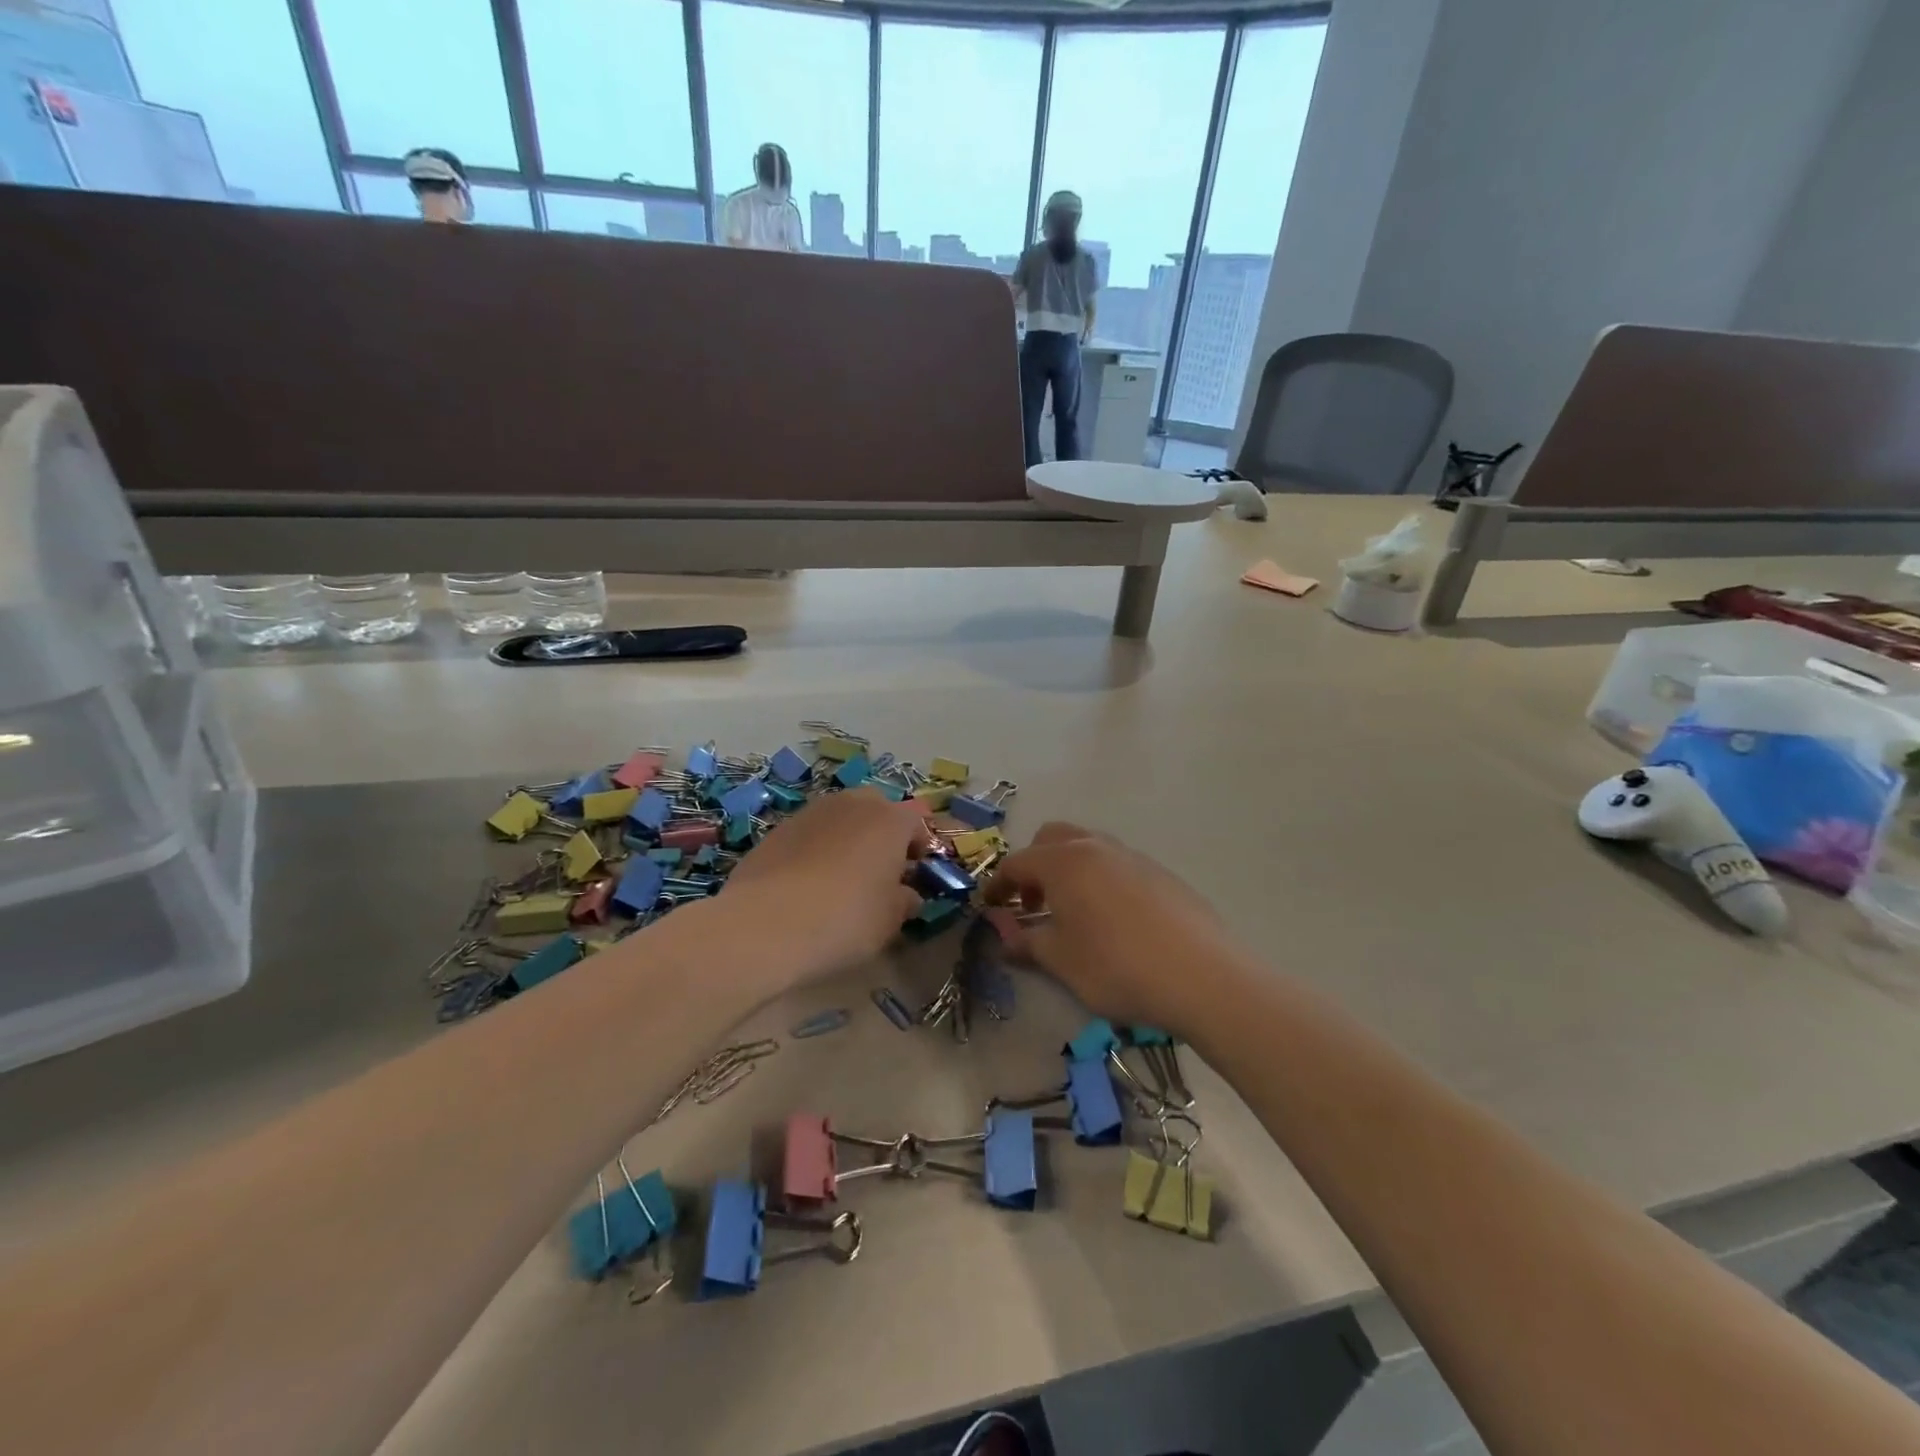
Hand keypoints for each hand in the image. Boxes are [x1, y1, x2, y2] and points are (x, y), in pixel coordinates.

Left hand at [721, 787, 931, 982]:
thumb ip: (904, 901)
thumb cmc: (846, 919)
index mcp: (889, 820)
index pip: (916, 821)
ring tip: (842, 877)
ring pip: (840, 818)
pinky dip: (815, 850)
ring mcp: (811, 813)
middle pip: (876, 809)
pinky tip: (807, 884)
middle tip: (880, 870)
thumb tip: (906, 895)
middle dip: (882, 832)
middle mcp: (852, 804)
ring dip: (847, 838)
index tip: (914, 873)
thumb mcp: (890, 920)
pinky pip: (809, 834)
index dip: (918, 845)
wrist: (765, 924)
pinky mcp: (777, 830)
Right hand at [984, 823, 1249, 1037]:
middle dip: (1034, 866)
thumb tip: (1003, 932)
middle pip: (1052, 839)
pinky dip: (1099, 879)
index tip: (989, 908)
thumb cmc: (1117, 967)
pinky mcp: (1161, 873)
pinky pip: (1117, 864)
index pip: (1017, 863)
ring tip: (1071, 912)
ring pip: (1088, 847)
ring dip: (1068, 870)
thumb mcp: (1061, 960)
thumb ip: (1026, 940)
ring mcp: (1133, 857)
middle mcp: (1096, 847)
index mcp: (1064, 862)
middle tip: (1032, 904)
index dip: (998, 885)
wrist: (1202, 976)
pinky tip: (1111, 919)